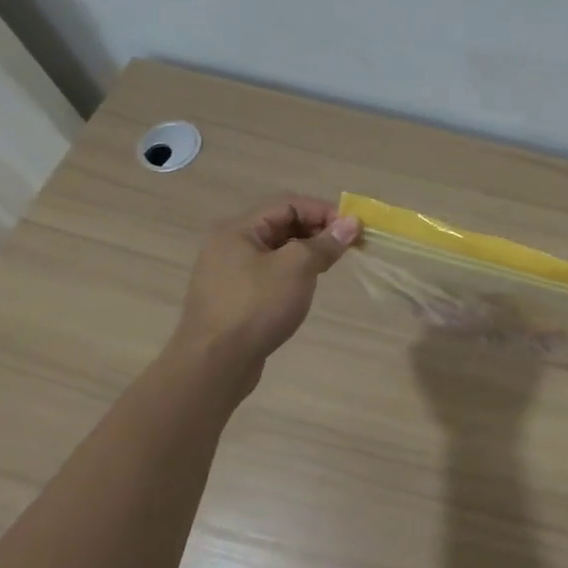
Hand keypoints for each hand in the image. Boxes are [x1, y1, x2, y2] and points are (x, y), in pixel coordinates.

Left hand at [169, 196, 360, 381]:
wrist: (214, 364)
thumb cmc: (256, 307)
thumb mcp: (297, 268)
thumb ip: (324, 242)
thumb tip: (351, 223)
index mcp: (238, 229)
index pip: (289, 204)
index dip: (324, 211)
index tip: (353, 229)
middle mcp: (229, 245)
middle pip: (281, 224)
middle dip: (317, 231)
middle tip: (346, 247)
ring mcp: (229, 273)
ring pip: (276, 250)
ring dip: (306, 252)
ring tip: (330, 266)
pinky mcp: (234, 298)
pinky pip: (269, 273)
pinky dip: (292, 273)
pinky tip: (305, 287)